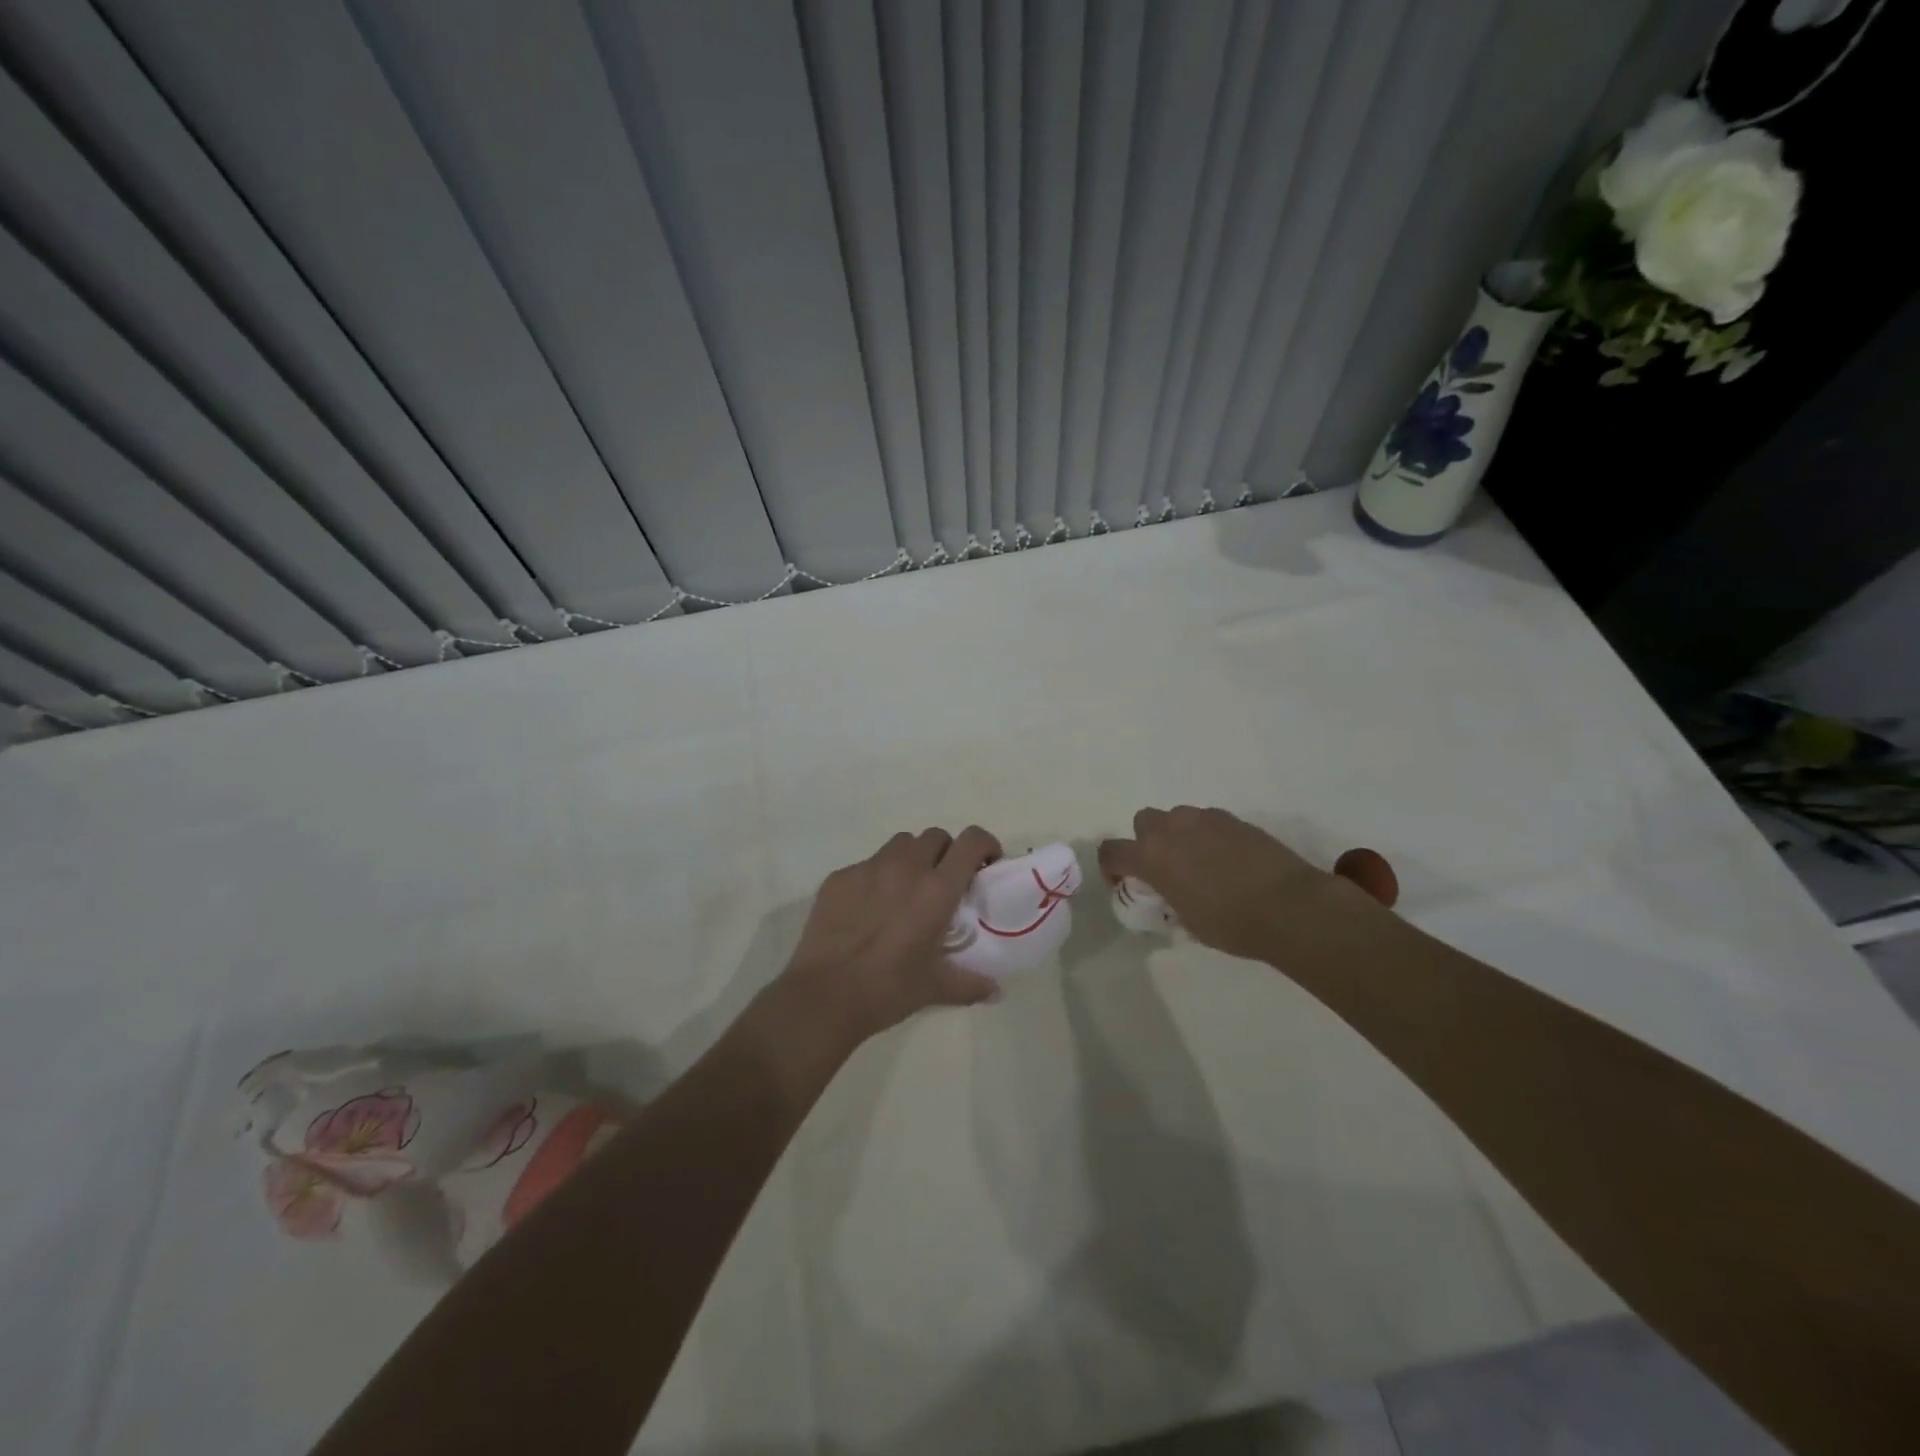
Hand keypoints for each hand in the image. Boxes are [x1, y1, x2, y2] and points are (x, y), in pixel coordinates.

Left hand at [781, 826, 1003, 1042]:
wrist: (824, 996)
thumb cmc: (888, 989)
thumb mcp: (935, 988)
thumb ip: (970, 984)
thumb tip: (994, 990)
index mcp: (936, 890)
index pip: (971, 841)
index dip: (985, 844)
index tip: (986, 864)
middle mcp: (905, 868)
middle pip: (935, 836)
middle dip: (946, 853)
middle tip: (943, 883)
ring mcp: (868, 868)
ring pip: (900, 844)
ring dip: (912, 858)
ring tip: (906, 890)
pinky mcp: (839, 877)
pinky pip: (866, 865)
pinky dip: (876, 878)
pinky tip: (868, 909)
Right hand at [1099, 806, 1360, 961]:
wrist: (1289, 906)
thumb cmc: (1232, 924)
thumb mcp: (1188, 922)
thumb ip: (1170, 898)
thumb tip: (1174, 893)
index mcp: (1151, 858)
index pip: (1112, 851)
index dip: (1112, 868)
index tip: (1126, 884)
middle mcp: (1172, 830)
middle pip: (1143, 822)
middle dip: (1147, 841)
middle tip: (1165, 869)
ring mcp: (1204, 819)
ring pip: (1177, 817)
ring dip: (1178, 835)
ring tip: (1199, 862)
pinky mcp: (1234, 819)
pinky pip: (1208, 821)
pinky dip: (1208, 835)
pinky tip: (1228, 859)